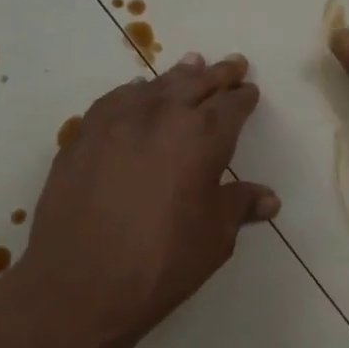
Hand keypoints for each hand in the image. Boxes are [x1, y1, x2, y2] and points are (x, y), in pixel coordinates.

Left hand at [10, 53, 277, 347]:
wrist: (80, 284)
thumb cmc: (162, 262)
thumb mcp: (214, 237)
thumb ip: (239, 206)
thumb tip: (268, 199)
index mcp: (203, 137)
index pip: (232, 106)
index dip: (244, 97)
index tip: (250, 91)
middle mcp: (162, 116)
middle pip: (196, 83)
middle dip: (218, 74)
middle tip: (232, 64)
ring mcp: (117, 121)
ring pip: (156, 85)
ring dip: (179, 75)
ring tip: (192, 63)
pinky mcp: (83, 135)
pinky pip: (116, 100)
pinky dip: (135, 92)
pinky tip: (137, 94)